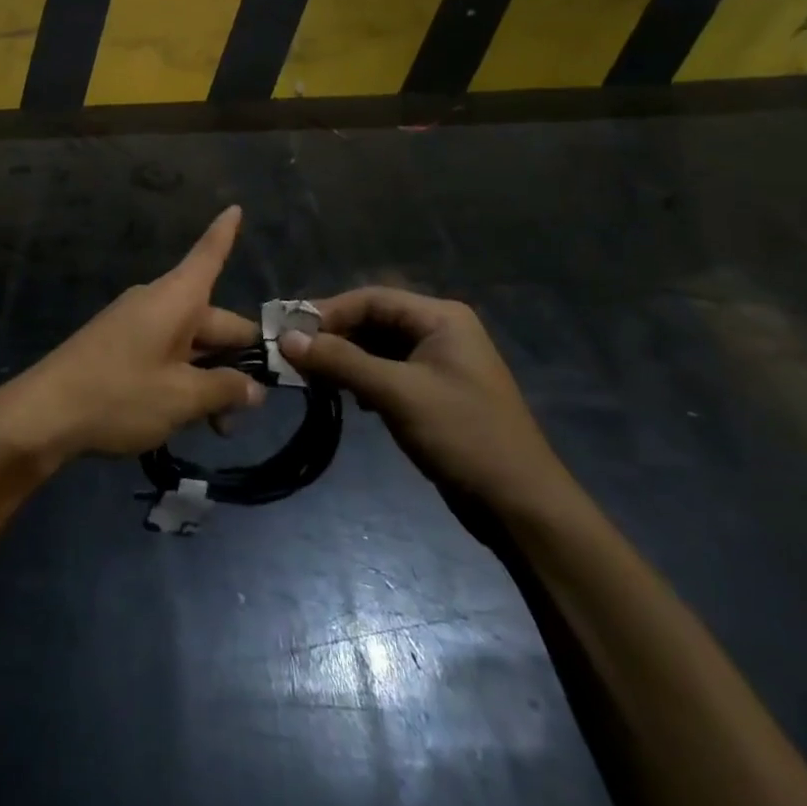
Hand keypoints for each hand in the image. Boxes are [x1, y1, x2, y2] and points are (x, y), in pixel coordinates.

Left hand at [0, 207, 265, 468]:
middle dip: (237, 359)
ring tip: (221, 428)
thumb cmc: (119, 394)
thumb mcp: (181, 397)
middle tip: (255, 405)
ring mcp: (136, 324)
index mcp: (177, 298)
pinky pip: (166, 354)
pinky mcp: (120, 347)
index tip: (235, 205)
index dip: (226, 233)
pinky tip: (190, 418)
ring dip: (211, 378)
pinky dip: (184, 379)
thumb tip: (254, 388)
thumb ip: (224, 389)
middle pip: (212, 318)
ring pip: (191, 344)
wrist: (45, 413)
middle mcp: (159, 302)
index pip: (209, 255)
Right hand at [280, 287, 570, 514]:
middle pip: (373, 320)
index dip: (328, 312)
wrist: (521, 507)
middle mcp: (440, 331)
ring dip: (344, 359)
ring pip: (377, 348)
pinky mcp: (434, 393)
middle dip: (334, 337)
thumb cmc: (463, 436)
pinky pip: (388, 372)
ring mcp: (439, 363)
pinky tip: (346, 397)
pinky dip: (361, 379)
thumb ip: (341, 361)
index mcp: (440, 318)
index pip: (371, 299)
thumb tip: (286, 339)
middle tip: (293, 355)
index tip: (289, 332)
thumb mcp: (397, 393)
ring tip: (312, 377)